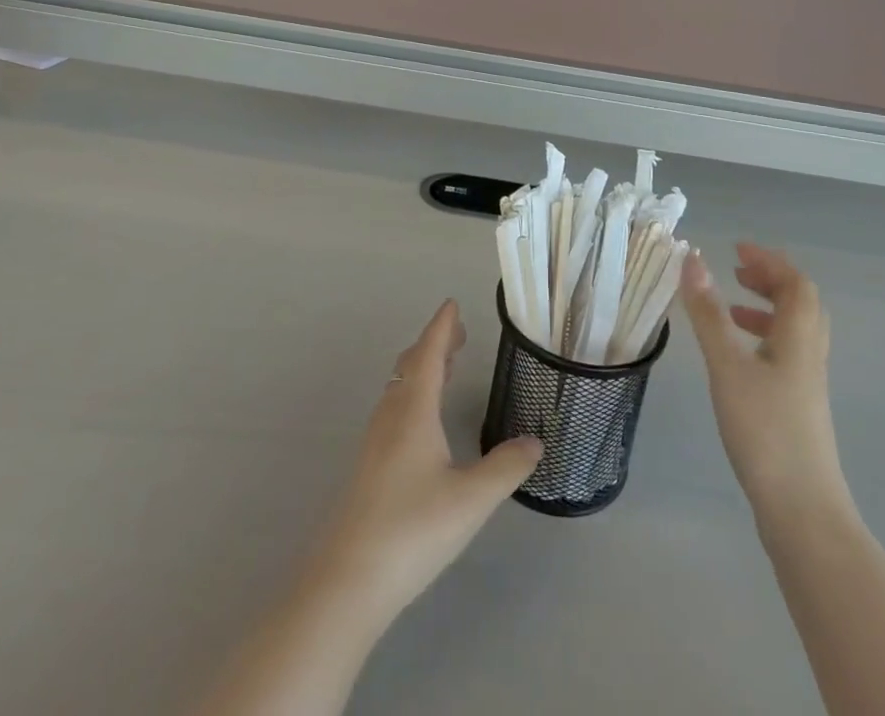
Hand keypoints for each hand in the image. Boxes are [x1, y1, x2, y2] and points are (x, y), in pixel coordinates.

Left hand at [312, 302, 540, 628]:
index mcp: (414, 411)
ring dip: (421, 367)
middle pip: (410, 365)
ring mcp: (376, 441)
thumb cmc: (413, 529)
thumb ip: (505, 467)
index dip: (441, 327)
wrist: (349, 580)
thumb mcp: (471, 499)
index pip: (429, 354)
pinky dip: (412, 392)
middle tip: (458, 332)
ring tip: (445, 366)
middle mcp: (391, 416)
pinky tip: (422, 417)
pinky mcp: (370, 466)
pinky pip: (394, 408)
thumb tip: (535, 442)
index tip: (452, 304)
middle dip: (434, 344)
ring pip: (399, 387)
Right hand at [681, 245, 850, 515]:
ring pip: (794, 332)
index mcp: (799, 338)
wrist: (804, 513)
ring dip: (765, 310)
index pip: (795, 283)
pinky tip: (737, 359)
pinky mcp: (799, 409)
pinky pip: (786, 355)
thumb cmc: (765, 431)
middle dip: (769, 280)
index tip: (736, 248)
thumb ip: (708, 313)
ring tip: (730, 310)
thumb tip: (692, 259)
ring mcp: (807, 385)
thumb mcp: (728, 366)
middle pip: (801, 304)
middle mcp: (810, 355)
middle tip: (736, 271)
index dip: (769, 260)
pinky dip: (762, 340)